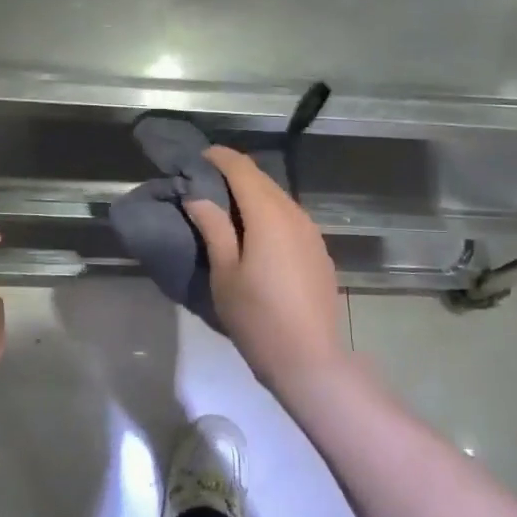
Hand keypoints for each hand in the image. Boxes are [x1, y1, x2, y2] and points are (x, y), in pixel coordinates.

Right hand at [183, 147, 347, 397]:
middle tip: (206, 181)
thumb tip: (198, 196)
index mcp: (268, 215)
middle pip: (262, 180)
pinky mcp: (318, 251)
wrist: (309, 360)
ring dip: (253, 194)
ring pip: (278, 198)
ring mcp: (311, 232)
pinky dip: (268, 213)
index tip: (198, 157)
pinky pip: (290, 217)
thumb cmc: (258, 317)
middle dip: (234, 173)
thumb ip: (213, 228)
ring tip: (226, 206)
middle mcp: (294, 214)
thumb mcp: (225, 273)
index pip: (242, 169)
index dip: (220, 158)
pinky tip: (255, 232)